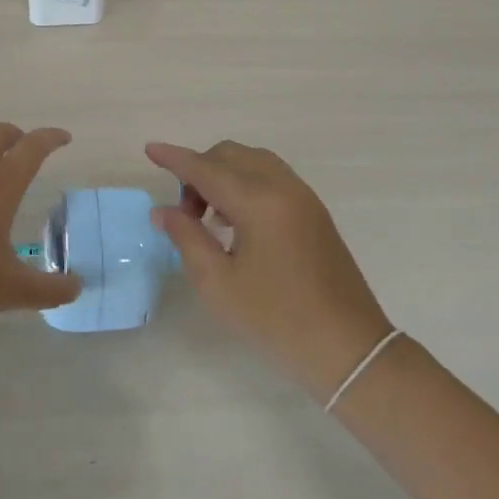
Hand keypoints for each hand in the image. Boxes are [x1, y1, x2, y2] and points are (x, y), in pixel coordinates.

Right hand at [147, 140, 393, 400]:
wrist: (349, 348)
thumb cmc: (276, 320)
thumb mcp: (218, 284)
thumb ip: (187, 238)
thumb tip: (163, 211)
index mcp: (257, 201)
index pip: (205, 167)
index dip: (174, 158)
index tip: (150, 149)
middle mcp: (282, 186)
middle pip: (230, 155)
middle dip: (199, 170)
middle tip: (186, 213)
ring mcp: (303, 196)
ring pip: (252, 161)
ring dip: (223, 175)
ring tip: (210, 218)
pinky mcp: (314, 211)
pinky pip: (272, 176)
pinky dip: (246, 182)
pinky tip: (237, 222)